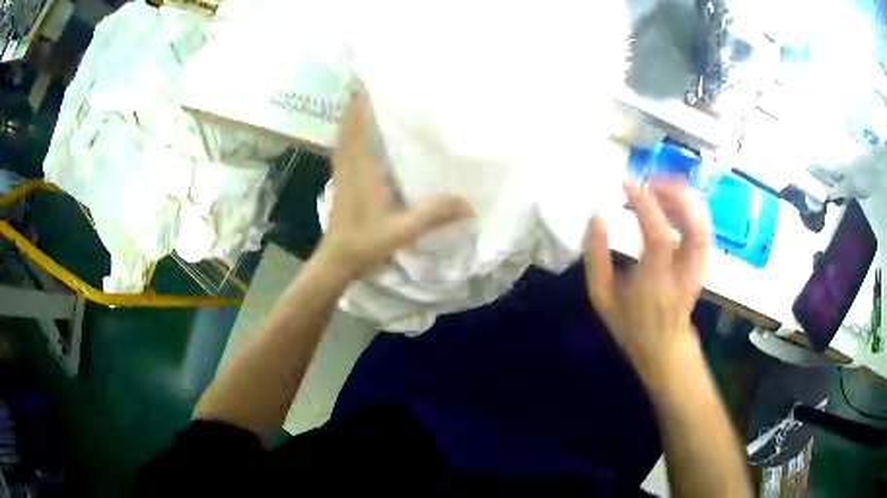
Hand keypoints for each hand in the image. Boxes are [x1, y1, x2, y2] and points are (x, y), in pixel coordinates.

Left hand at [319, 91, 473, 278]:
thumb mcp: (403, 231)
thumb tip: (470, 203)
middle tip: (372, 82)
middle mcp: (349, 164)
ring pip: (343, 136)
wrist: (336, 260)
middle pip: (349, 125)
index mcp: (362, 169)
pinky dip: (348, 134)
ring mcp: (342, 173)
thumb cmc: (365, 243)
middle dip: (356, 102)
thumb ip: (434, 215)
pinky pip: (343, 149)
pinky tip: (359, 133)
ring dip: (351, 116)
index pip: (359, 127)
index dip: (362, 103)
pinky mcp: (340, 182)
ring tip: (364, 99)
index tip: (370, 81)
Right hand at [584, 180, 711, 387]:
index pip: (657, 235)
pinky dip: (690, 209)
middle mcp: (683, 273)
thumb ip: (595, 257)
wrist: (663, 346)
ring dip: (684, 198)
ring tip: (659, 187)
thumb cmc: (630, 323)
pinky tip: (672, 202)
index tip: (626, 183)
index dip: (644, 203)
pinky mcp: (702, 263)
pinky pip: (702, 229)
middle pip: (693, 226)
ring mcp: (698, 268)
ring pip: (702, 225)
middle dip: (673, 194)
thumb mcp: (601, 296)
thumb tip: (597, 216)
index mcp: (655, 283)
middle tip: (648, 181)